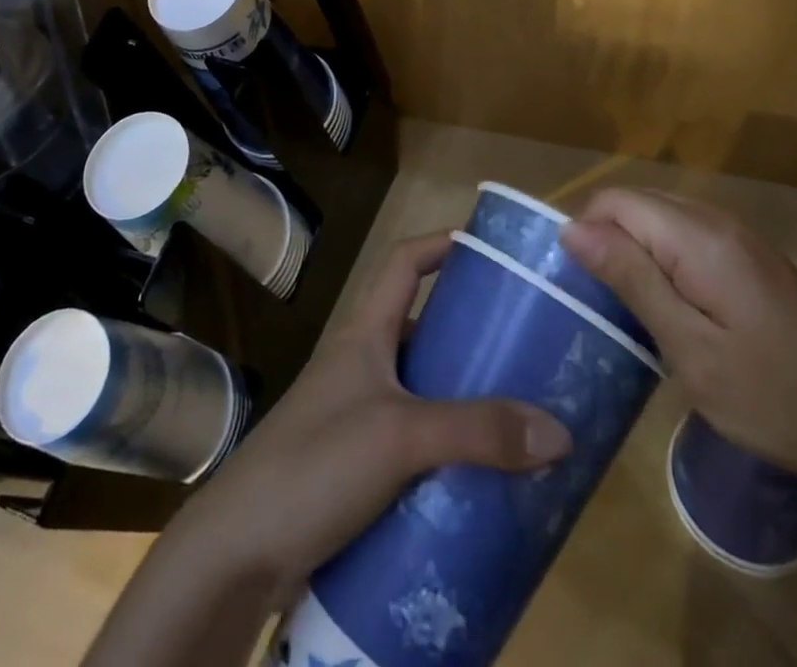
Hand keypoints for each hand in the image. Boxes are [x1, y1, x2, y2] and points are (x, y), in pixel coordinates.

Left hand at [173, 232, 573, 599]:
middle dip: (468, 334)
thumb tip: (559, 431)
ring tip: (516, 415)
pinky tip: (479, 476)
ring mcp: (355, 416)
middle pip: (420, 328)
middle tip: (524, 349)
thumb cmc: (315, 463)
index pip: (403, 263)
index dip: (441, 243)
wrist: (237, 553)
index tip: (489, 249)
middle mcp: (361, 365)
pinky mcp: (355, 467)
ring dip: (461, 399)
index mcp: (365, 334)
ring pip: (420, 391)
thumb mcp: (400, 436)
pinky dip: (445, 450)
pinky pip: (412, 444)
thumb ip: (476, 431)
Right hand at [562, 189, 796, 480]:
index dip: (586, 236)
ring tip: (634, 313)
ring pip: (661, 219)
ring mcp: (740, 238)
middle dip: (608, 244)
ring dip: (636, 254)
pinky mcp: (753, 259)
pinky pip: (687, 237)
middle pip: (636, 204)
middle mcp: (717, 221)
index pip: (614, 201)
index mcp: (698, 236)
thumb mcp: (692, 349)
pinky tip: (675, 311)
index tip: (584, 292)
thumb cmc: (778, 397)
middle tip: (607, 308)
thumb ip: (632, 280)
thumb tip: (572, 228)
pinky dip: (665, 262)